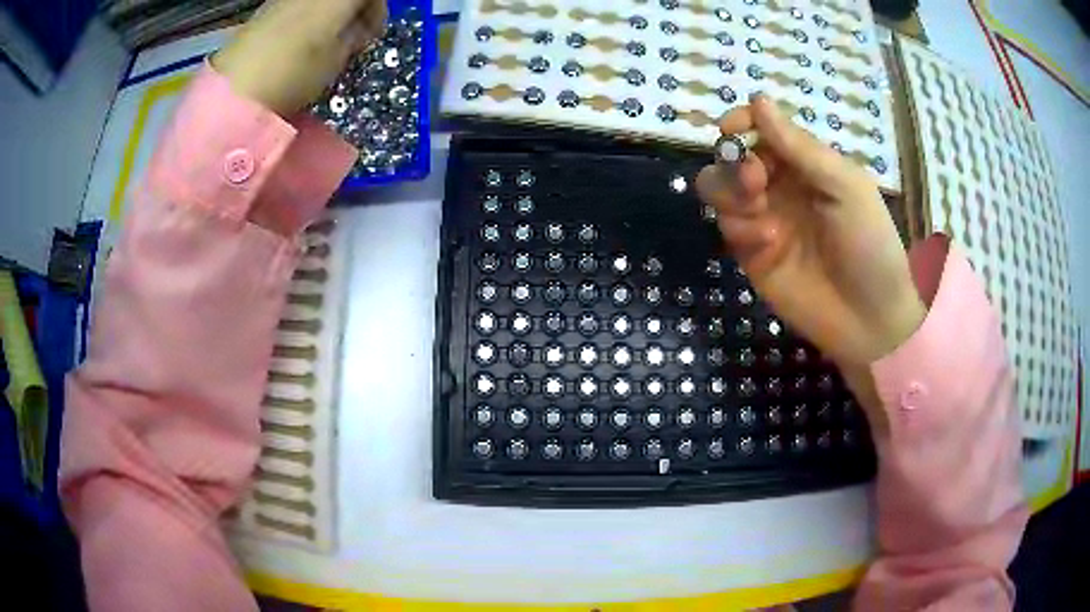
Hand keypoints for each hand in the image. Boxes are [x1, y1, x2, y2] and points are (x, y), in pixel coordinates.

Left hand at [213, 0, 386, 116]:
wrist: (234, 89)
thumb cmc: (293, 72)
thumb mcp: (336, 58)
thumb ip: (353, 36)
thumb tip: (356, 28)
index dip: (377, 12)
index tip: (372, 36)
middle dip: (352, 14)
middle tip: (350, 41)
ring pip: (319, 2)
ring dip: (329, 18)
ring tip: (322, 46)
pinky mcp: (264, 11)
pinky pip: (298, 8)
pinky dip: (306, 21)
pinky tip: (298, 45)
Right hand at [697, 96, 924, 377]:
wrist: (869, 319)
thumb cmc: (870, 245)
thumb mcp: (845, 187)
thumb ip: (800, 147)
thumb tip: (758, 99)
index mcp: (806, 165)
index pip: (762, 130)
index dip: (742, 122)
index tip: (730, 128)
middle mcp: (781, 187)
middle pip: (733, 156)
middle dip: (735, 163)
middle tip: (756, 182)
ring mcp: (765, 220)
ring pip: (720, 189)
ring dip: (731, 193)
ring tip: (760, 213)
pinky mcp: (753, 255)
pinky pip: (729, 228)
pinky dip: (742, 229)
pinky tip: (770, 244)